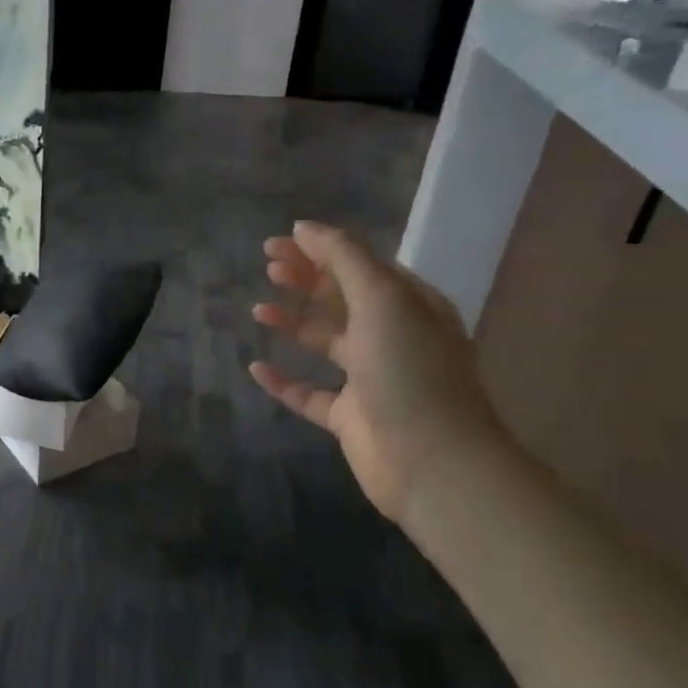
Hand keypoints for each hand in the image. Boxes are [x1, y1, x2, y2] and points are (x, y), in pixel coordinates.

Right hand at [249, 222, 509, 523]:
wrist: (431, 460)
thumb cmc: (409, 370)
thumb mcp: (382, 299)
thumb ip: (343, 258)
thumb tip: (304, 227)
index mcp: (409, 306)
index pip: (361, 266)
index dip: (320, 251)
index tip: (277, 243)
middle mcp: (392, 338)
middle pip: (341, 299)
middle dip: (305, 280)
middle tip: (266, 267)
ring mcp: (370, 379)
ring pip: (324, 342)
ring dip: (293, 322)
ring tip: (258, 309)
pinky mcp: (349, 416)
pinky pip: (308, 392)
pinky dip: (283, 380)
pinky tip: (256, 368)